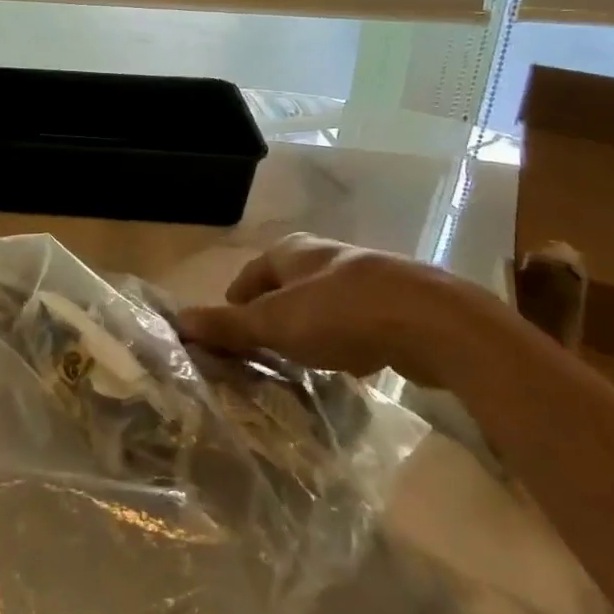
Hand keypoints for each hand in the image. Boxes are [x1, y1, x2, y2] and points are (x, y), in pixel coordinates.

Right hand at [174, 233, 506, 386]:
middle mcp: (325, 256)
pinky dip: (344, 338)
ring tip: (300, 360)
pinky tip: (348, 363)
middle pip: (286, 285)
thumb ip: (228, 324)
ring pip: (322, 303)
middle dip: (272, 314)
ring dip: (308, 327)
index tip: (227, 331)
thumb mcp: (275, 323)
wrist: (435, 323)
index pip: (250, 272)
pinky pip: (357, 321)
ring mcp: (366, 278)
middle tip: (260, 350)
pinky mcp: (398, 305)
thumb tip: (178, 321)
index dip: (234, 300)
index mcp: (292, 250)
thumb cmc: (341, 314)